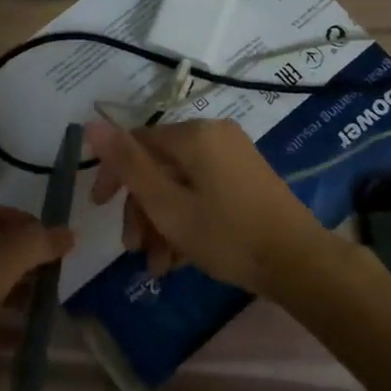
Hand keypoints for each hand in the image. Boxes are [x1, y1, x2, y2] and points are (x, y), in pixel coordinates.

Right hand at [83, 119, 325, 295]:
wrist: (298, 262)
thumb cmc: (227, 234)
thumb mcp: (168, 205)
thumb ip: (128, 165)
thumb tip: (91, 123)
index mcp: (194, 134)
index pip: (137, 142)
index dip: (114, 174)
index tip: (100, 209)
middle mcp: (214, 135)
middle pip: (160, 166)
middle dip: (142, 210)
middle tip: (134, 250)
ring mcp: (234, 156)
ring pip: (181, 183)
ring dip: (163, 223)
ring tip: (160, 267)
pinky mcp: (247, 177)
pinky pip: (203, 190)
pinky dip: (188, 219)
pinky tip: (182, 258)